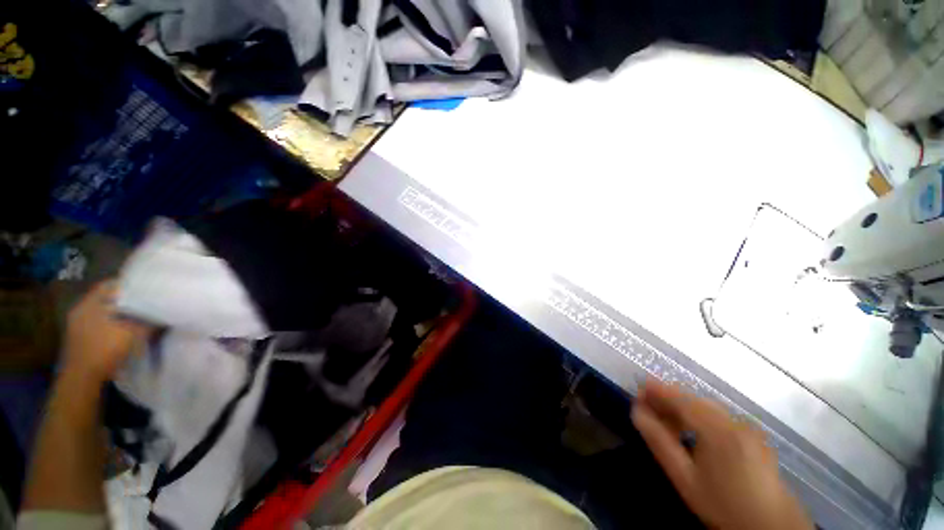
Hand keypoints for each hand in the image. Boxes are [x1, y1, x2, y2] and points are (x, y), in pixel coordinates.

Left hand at [63, 281, 151, 382]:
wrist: (81, 380)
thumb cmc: (104, 350)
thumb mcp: (132, 334)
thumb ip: (148, 321)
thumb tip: (163, 314)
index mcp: (89, 303)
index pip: (110, 285)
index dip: (129, 285)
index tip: (146, 288)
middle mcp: (80, 310)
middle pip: (105, 299)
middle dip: (124, 301)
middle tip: (144, 303)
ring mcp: (76, 325)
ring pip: (101, 312)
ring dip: (117, 314)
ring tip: (136, 318)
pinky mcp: (79, 339)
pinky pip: (97, 324)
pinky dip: (110, 325)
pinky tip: (121, 331)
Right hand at [632, 379, 813, 529]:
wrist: (770, 527)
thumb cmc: (723, 504)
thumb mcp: (685, 477)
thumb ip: (659, 441)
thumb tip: (636, 411)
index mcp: (717, 428)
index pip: (680, 398)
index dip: (656, 390)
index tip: (637, 389)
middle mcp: (734, 421)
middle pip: (693, 399)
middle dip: (667, 399)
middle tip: (646, 408)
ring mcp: (746, 427)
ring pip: (706, 407)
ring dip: (682, 408)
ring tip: (664, 420)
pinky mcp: (752, 436)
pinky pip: (718, 417)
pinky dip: (699, 416)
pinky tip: (691, 431)